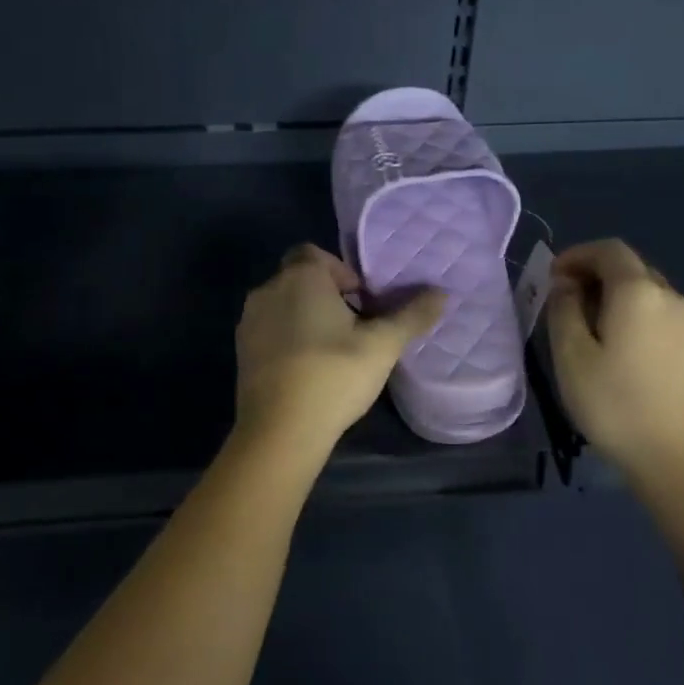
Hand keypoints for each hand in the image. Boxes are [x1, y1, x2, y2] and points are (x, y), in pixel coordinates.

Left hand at [234, 244, 446, 451]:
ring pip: (284, 305)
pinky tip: (310, 369)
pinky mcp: (242, 351)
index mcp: (300, 277)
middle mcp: (268, 290)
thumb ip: (412, 315)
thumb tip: (441, 292)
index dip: (342, 272)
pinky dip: (289, 339)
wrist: (280, 431)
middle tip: (357, 327)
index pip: (316, 253)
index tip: (363, 301)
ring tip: (335, 350)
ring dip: (308, 317)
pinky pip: (271, 330)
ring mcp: (249, 321)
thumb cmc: (334, 375)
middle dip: (328, 296)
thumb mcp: (383, 345)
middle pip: (301, 278)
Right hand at [546, 239, 683, 480]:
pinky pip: (655, 312)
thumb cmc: (614, 403)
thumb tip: (567, 285)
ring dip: (610, 295)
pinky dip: (629, 313)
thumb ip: (564, 309)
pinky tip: (613, 346)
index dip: (576, 255)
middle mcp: (668, 296)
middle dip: (592, 274)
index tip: (551, 278)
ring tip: (583, 327)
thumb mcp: (571, 355)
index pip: (608, 250)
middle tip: (562, 302)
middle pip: (628, 267)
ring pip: (643, 290)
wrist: (675, 456)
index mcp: (638, 291)